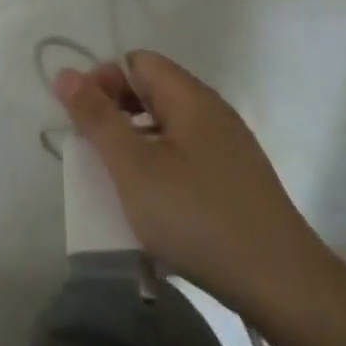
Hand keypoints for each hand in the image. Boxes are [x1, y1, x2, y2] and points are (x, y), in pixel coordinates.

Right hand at [54, 52, 334, 314]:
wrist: (280, 283)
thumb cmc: (196, 216)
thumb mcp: (133, 167)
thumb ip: (96, 117)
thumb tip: (65, 73)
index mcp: (190, 97)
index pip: (137, 62)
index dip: (103, 81)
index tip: (85, 122)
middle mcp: (212, 112)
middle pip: (153, 92)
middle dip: (116, 115)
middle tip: (95, 155)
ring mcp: (228, 148)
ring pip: (167, 128)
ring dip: (135, 145)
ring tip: (118, 184)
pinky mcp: (235, 180)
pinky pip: (185, 156)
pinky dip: (160, 169)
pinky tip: (154, 206)